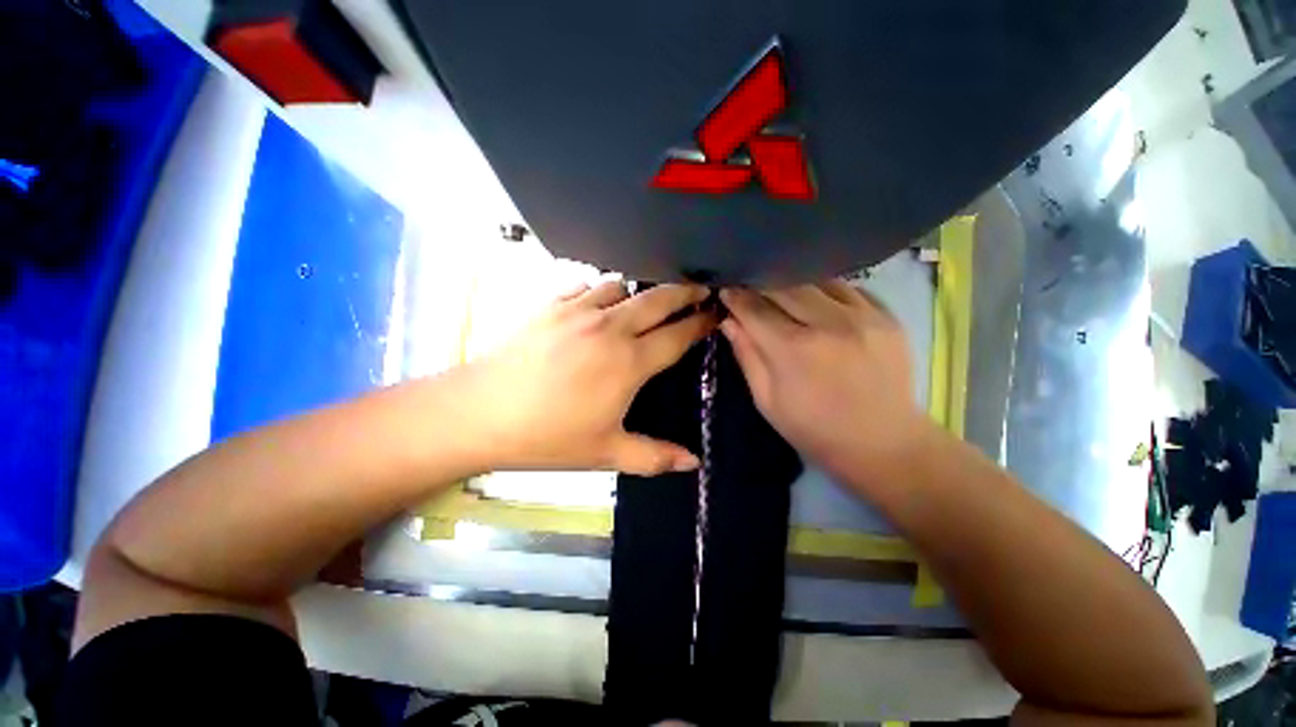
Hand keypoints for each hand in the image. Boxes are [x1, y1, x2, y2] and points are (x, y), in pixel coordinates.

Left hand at [462, 280, 715, 474]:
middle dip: (683, 292)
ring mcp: (578, 311)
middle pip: (657, 299)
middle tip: (699, 289)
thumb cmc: (548, 437)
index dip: (700, 323)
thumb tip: (694, 463)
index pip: (677, 335)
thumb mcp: (606, 453)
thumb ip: (654, 456)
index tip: (715, 313)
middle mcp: (609, 328)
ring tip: (644, 303)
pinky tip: (598, 304)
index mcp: (628, 362)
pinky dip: (601, 292)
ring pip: (622, 286)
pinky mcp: (551, 305)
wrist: (480, 413)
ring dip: (639, 292)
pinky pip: (586, 286)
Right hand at [720, 283, 934, 483]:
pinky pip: (847, 288)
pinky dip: (825, 291)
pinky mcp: (887, 316)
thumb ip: (747, 356)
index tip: (725, 291)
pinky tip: (817, 303)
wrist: (883, 443)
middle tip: (750, 289)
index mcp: (794, 350)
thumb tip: (729, 322)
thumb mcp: (767, 401)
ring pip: (816, 281)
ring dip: (793, 284)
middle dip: (761, 285)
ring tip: (782, 295)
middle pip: (784, 286)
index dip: (735, 298)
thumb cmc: (814, 429)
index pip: (754, 309)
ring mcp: (863, 316)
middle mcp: (828, 324)